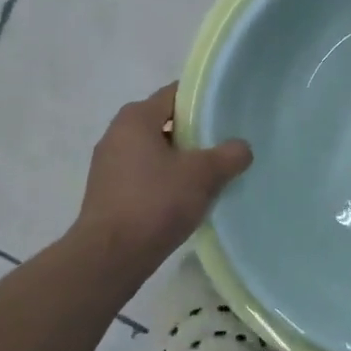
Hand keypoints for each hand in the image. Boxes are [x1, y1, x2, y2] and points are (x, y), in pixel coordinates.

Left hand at [77, 84, 251, 261]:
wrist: (111, 257)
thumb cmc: (156, 202)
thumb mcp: (203, 174)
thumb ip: (229, 155)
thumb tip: (242, 148)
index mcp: (135, 118)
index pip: (175, 94)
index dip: (203, 100)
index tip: (227, 113)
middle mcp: (116, 134)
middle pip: (164, 122)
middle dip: (194, 133)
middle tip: (224, 145)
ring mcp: (108, 165)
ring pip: (155, 151)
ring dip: (180, 160)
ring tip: (210, 175)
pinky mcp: (108, 193)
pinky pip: (144, 175)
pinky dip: (165, 180)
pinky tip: (186, 198)